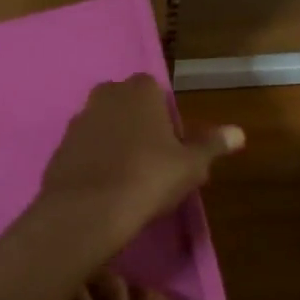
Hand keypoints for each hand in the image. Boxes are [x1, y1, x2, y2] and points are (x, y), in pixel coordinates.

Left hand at [38, 76, 242, 250]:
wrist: (88, 209)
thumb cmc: (149, 177)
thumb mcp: (191, 165)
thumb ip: (212, 145)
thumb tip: (239, 133)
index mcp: (139, 90)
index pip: (157, 92)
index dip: (167, 119)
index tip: (174, 148)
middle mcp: (105, 95)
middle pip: (129, 107)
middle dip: (140, 127)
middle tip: (154, 163)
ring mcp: (78, 120)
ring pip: (105, 127)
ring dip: (116, 144)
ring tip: (130, 179)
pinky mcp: (60, 146)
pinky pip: (86, 149)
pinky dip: (96, 161)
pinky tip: (106, 188)